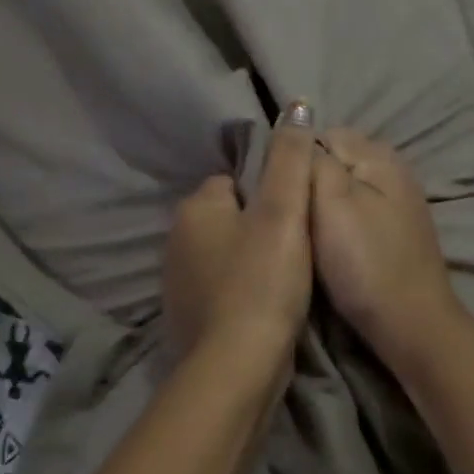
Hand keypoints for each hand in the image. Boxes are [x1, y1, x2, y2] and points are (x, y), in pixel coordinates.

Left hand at [162, 102, 315, 371]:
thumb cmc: (262, 281)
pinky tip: (266, 308)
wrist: (236, 367)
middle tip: (298, 248)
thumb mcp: (284, 212)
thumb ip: (290, 158)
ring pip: (226, 256)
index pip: (235, 182)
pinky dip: (242, 293)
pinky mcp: (188, 319)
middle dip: (260, 228)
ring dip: (252, 262)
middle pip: (230, 219)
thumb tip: (295, 106)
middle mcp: (176, 241)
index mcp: (194, 209)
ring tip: (287, 280)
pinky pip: (222, 290)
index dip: (270, 194)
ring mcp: (178, 283)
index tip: (296, 215)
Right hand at [309, 129, 461, 365]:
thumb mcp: (331, 202)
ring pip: (344, 187)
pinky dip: (340, 222)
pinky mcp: (396, 231)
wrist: (409, 323)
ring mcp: (398, 202)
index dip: (294, 158)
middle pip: (334, 159)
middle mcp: (393, 169)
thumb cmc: (364, 261)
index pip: (321, 134)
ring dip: (322, 203)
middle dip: (309, 180)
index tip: (277, 189)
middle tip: (288, 213)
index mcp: (378, 155)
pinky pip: (356, 210)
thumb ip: (313, 160)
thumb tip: (297, 132)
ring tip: (304, 231)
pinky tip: (330, 244)